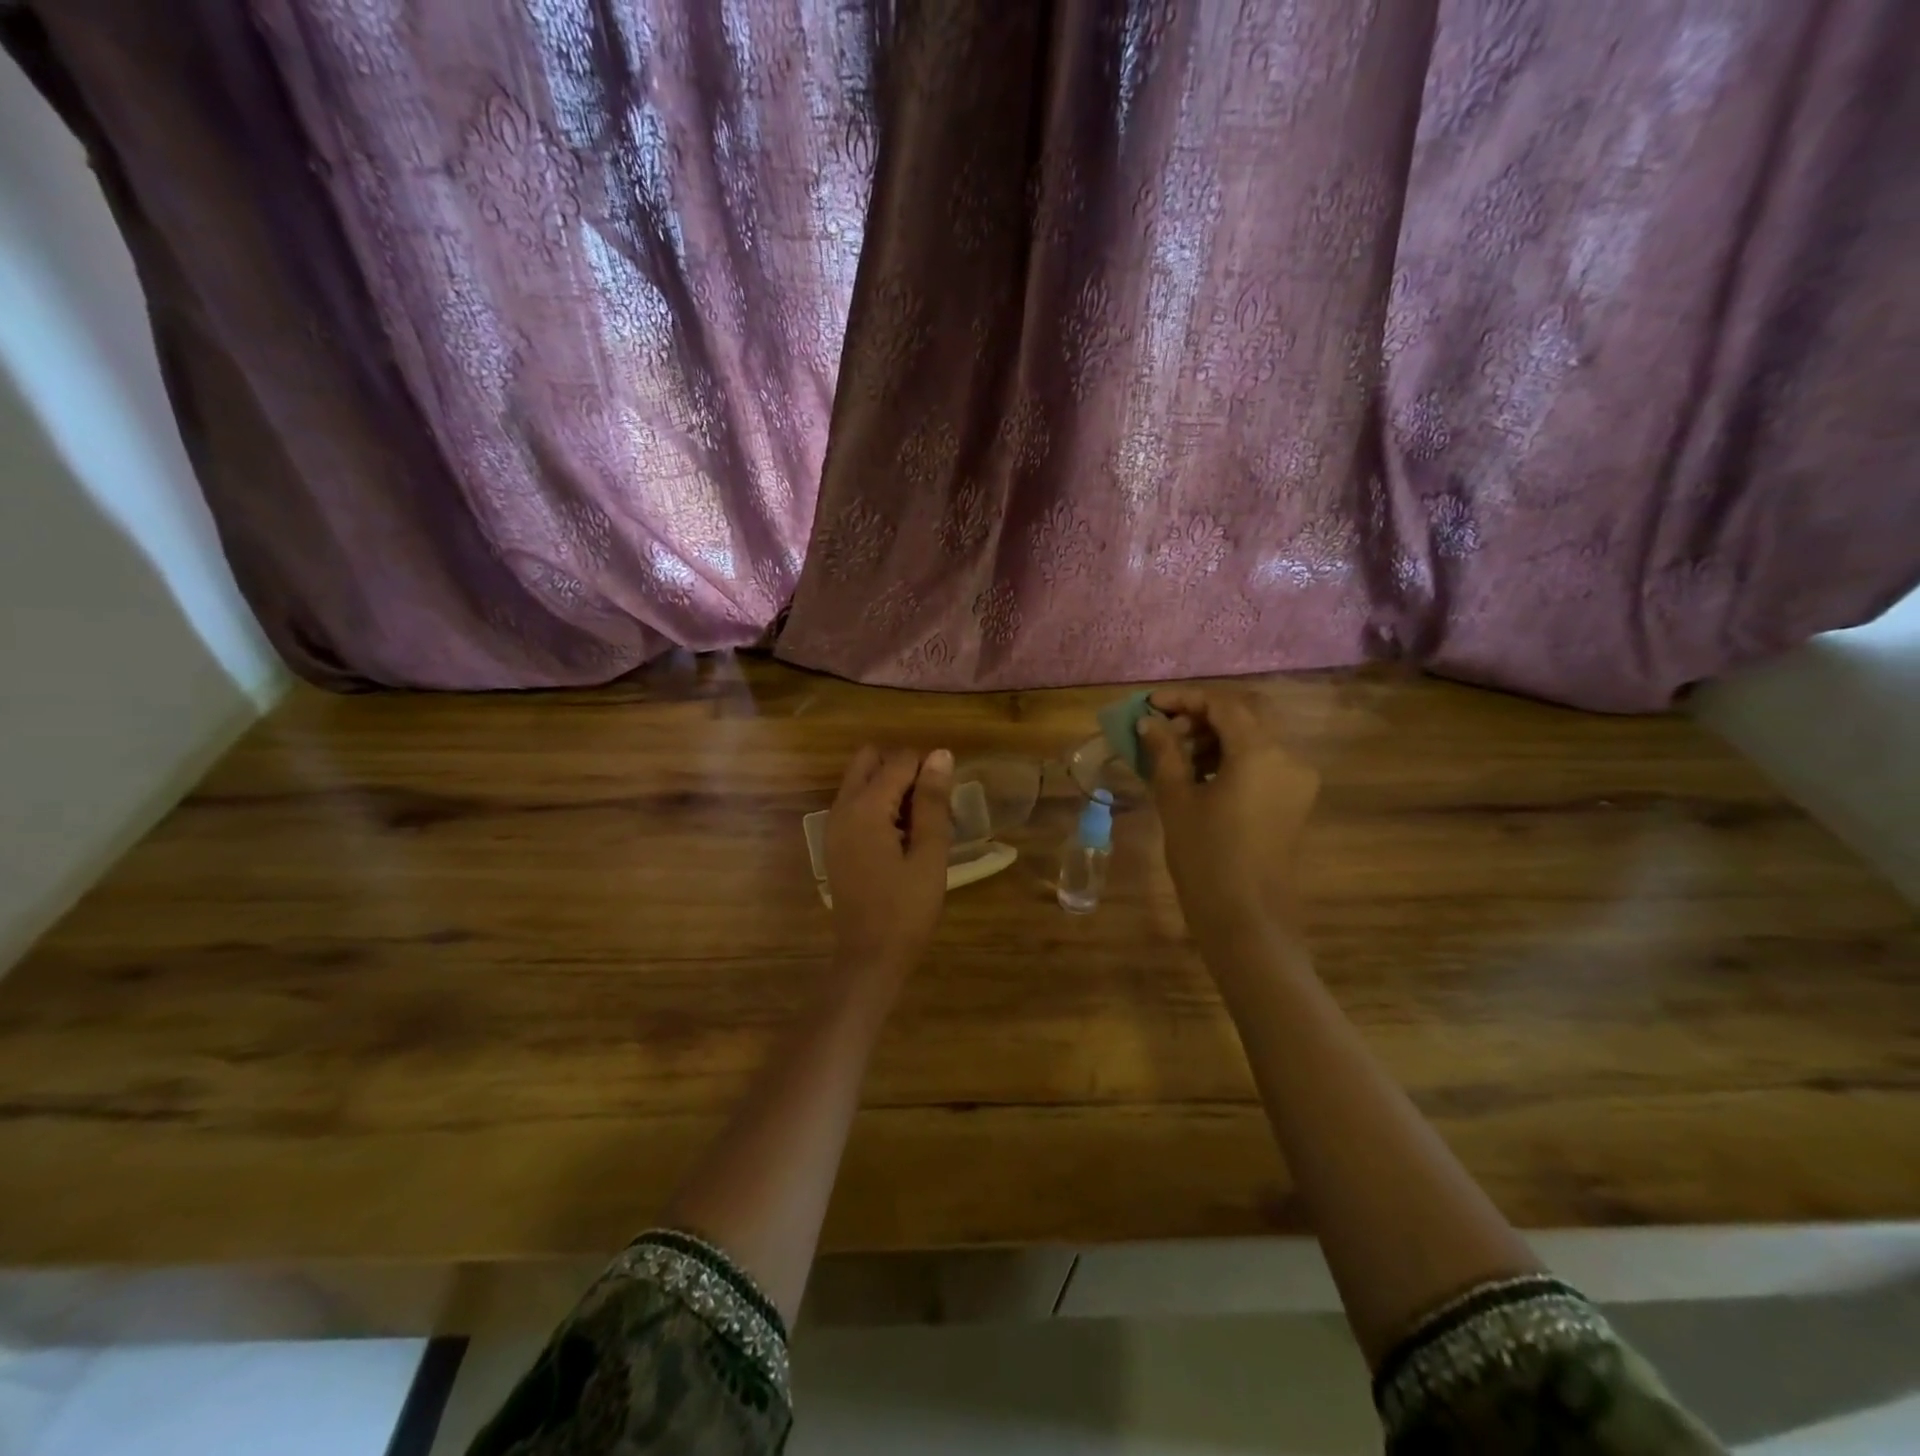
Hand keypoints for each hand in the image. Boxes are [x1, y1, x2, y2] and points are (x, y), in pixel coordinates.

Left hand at [825, 745, 954, 973]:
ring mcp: (834, 825)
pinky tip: (902, 838)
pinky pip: (855, 804)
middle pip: (869, 759)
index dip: (928, 769)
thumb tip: (940, 755)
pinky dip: (878, 806)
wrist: (870, 957)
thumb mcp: (929, 854)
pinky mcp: (835, 842)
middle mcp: (842, 807)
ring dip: (889, 786)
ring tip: (920, 823)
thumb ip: (932, 801)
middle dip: (902, 768)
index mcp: (865, 807)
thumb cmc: (906, 909)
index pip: (899, 760)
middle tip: (930, 803)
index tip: (946, 799)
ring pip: (860, 780)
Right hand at [1138, 689, 1318, 938]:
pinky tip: (1202, 774)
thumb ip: (1165, 752)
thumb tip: (1149, 722)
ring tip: (1177, 753)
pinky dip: (1234, 755)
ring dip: (1218, 734)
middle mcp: (1288, 756)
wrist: (1246, 918)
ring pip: (1257, 735)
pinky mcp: (1295, 799)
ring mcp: (1297, 779)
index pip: (1223, 704)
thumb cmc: (1205, 857)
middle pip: (1247, 712)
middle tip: (1166, 727)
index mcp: (1260, 752)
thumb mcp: (1176, 800)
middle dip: (1204, 712)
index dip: (1184, 698)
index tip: (1150, 705)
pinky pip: (1265, 760)